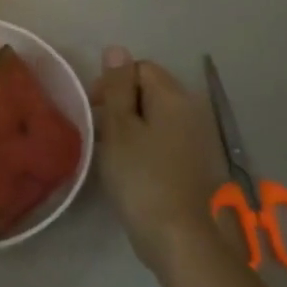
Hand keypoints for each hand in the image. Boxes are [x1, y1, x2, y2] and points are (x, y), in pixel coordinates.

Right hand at [90, 46, 234, 278]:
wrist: (178, 237)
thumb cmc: (142, 177)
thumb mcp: (120, 128)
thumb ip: (116, 88)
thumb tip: (116, 49)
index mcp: (173, 97)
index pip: (139, 68)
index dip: (111, 82)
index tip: (92, 109)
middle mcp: (190, 111)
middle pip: (148, 91)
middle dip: (119, 105)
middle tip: (97, 132)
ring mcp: (194, 139)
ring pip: (154, 117)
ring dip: (129, 127)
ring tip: (108, 152)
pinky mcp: (191, 163)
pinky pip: (162, 140)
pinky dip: (143, 146)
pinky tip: (128, 168)